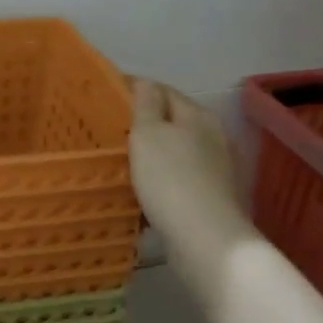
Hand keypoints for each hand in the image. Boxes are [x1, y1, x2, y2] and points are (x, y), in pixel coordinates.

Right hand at [130, 79, 252, 294]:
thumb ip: (145, 104)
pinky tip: (144, 191)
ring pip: (176, 151)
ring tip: (122, 161)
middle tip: (110, 130)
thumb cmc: (170, 179)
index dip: (134, 88)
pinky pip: (179, 179)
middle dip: (144, 123)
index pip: (162, 90)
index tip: (106, 95)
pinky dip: (161, 180)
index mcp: (197, 115)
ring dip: (153, 153)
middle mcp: (212, 136)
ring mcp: (216, 168)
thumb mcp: (149, 133)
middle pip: (172, 121)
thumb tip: (145, 82)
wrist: (205, 239)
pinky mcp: (212, 197)